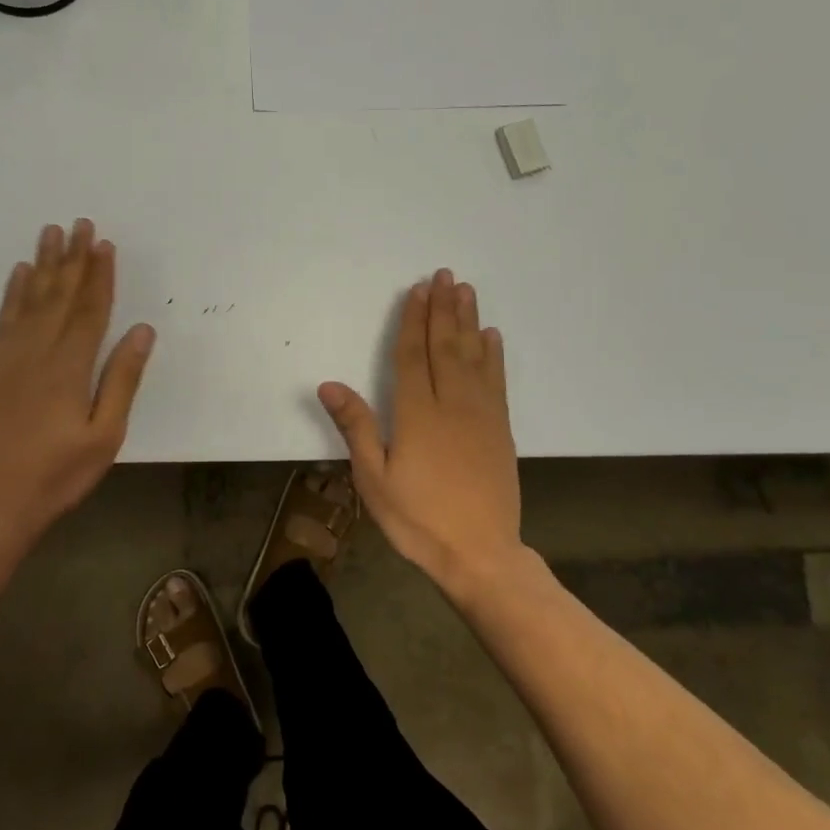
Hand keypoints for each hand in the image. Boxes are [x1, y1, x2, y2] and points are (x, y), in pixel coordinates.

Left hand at [0, 219, 154, 550]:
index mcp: (69, 369)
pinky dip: (12, 294)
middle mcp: (36, 354)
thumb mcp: (104, 436)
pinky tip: (19, 274)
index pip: (89, 311)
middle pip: (59, 297)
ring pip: (29, 301)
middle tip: (79, 223)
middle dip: (72, 259)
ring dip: (43, 265)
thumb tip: (141, 331)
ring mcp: (7, 360)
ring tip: (51, 233)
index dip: (99, 276)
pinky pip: (3, 321)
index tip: (104, 244)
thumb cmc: (58, 476)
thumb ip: (122, 380)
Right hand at [318, 269, 523, 593]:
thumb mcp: (374, 480)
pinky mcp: (501, 429)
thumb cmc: (418, 520)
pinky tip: (492, 336)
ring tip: (467, 291)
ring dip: (469, 321)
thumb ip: (356, 428)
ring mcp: (481, 415)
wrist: (480, 554)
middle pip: (446, 345)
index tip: (417, 290)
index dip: (413, 320)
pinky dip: (494, 355)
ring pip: (474, 356)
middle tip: (445, 275)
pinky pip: (497, 381)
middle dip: (443, 308)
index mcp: (417, 414)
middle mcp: (451, 404)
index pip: (412, 355)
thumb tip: (329, 384)